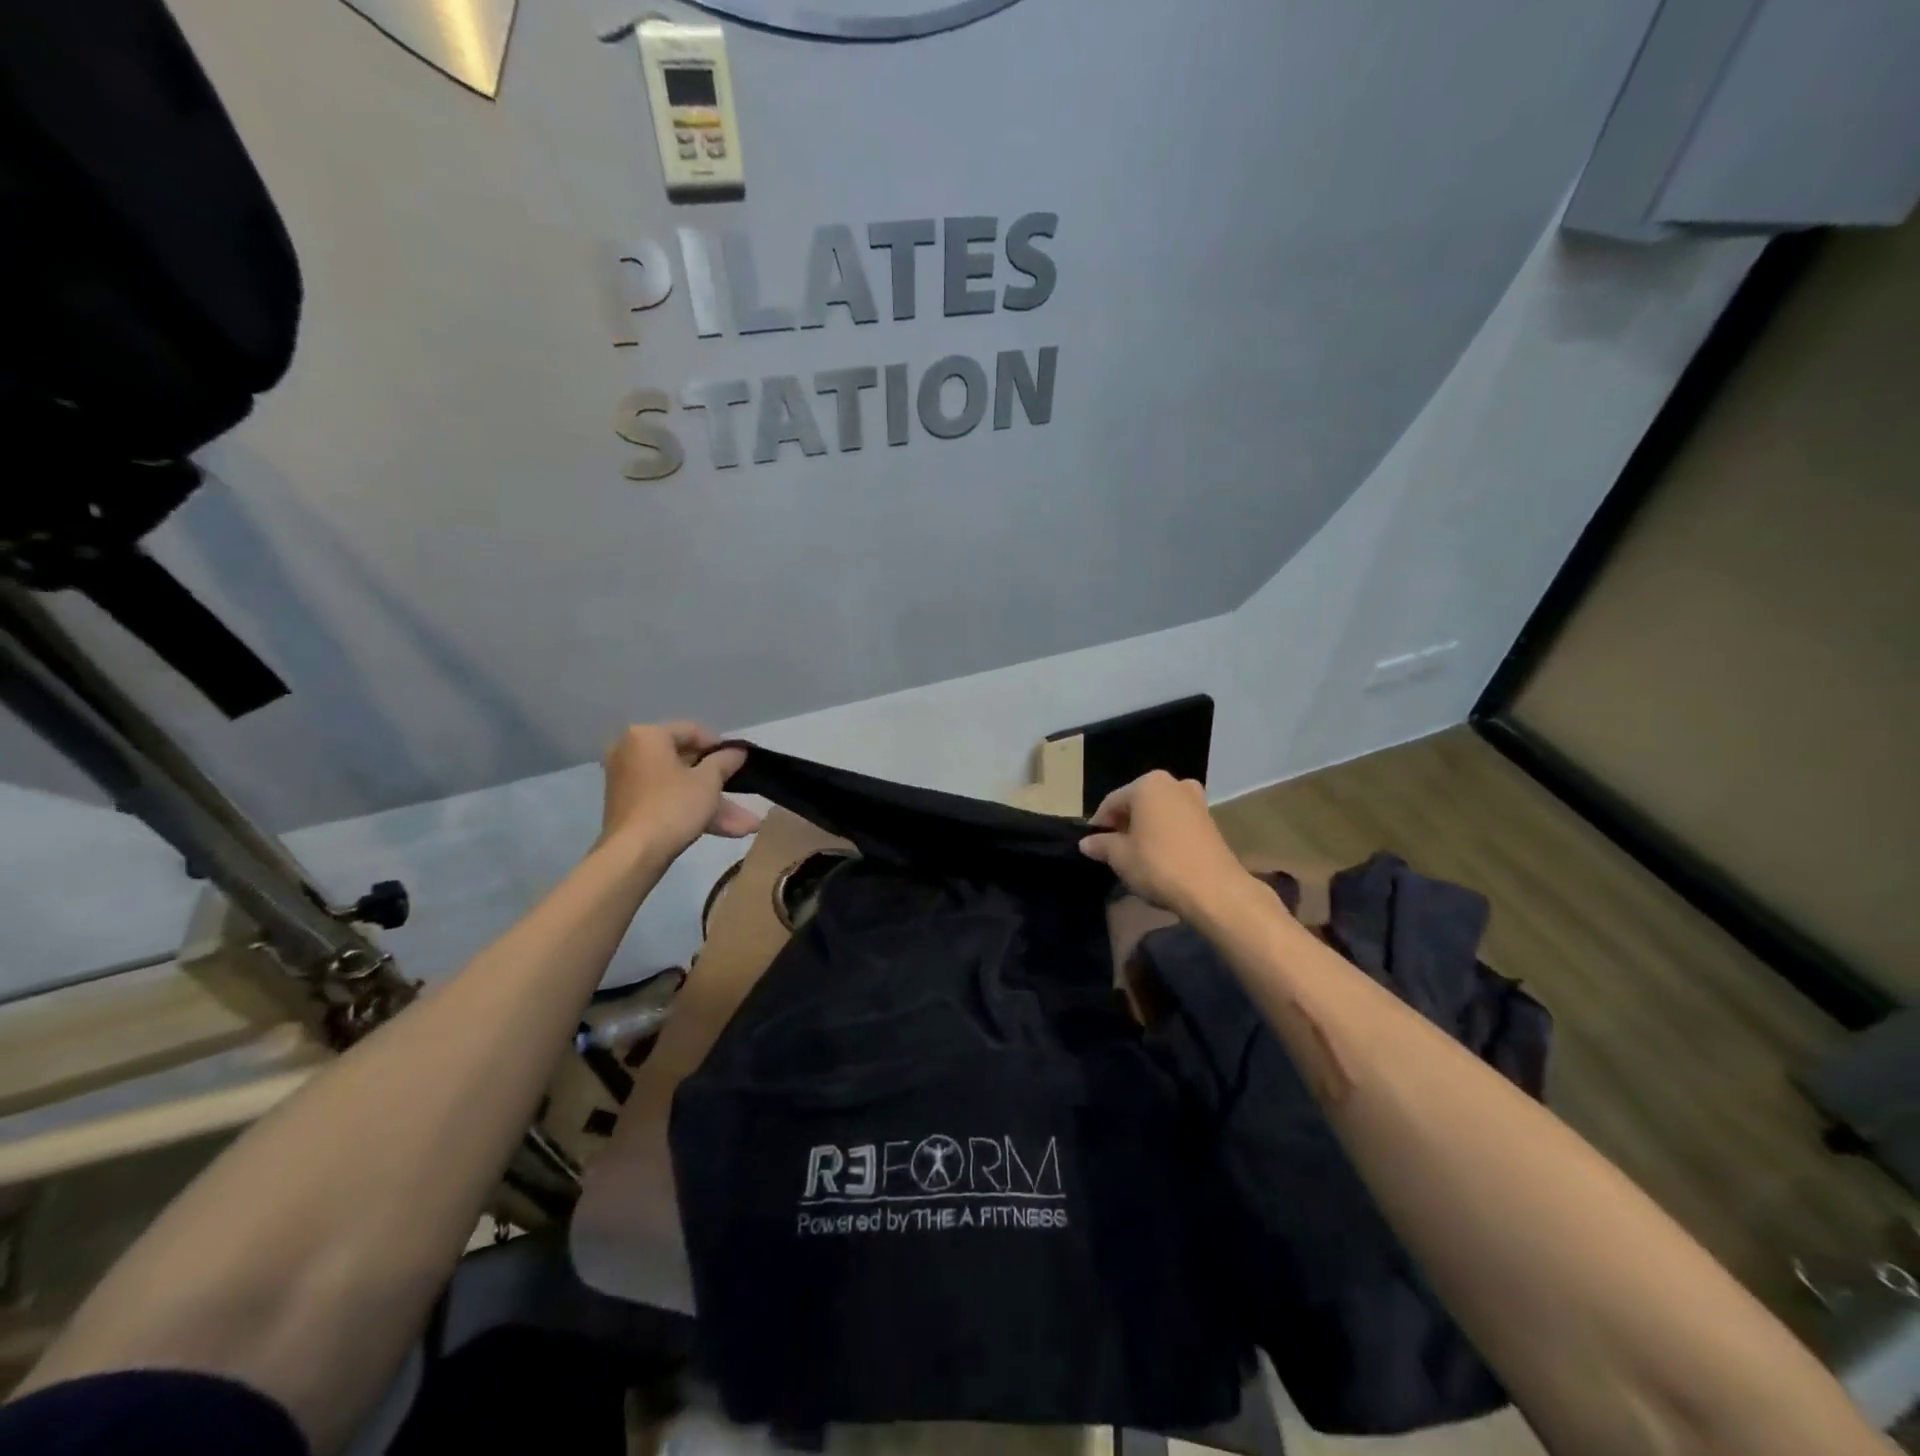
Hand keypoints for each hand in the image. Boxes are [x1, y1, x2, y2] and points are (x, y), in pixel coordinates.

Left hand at [599, 722, 759, 858]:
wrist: (633, 855)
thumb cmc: (673, 806)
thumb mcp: (708, 781)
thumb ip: (725, 761)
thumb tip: (737, 751)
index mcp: (647, 737)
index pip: (691, 731)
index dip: (720, 746)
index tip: (740, 761)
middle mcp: (632, 753)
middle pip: (686, 763)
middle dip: (721, 784)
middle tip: (746, 794)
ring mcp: (629, 783)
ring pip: (681, 788)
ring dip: (715, 805)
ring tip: (748, 826)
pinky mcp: (630, 809)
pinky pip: (668, 802)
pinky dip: (693, 812)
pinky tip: (728, 831)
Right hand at [1079, 770, 1252, 918]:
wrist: (1214, 889)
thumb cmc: (1159, 865)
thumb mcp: (1120, 857)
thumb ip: (1101, 844)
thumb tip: (1086, 842)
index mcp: (1147, 784)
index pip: (1112, 802)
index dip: (1099, 824)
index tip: (1092, 846)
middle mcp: (1173, 783)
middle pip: (1137, 804)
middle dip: (1124, 825)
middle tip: (1114, 852)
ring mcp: (1195, 800)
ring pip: (1158, 812)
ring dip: (1145, 829)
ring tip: (1137, 856)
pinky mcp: (1210, 820)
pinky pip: (1177, 822)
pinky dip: (1165, 834)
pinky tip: (1160, 858)